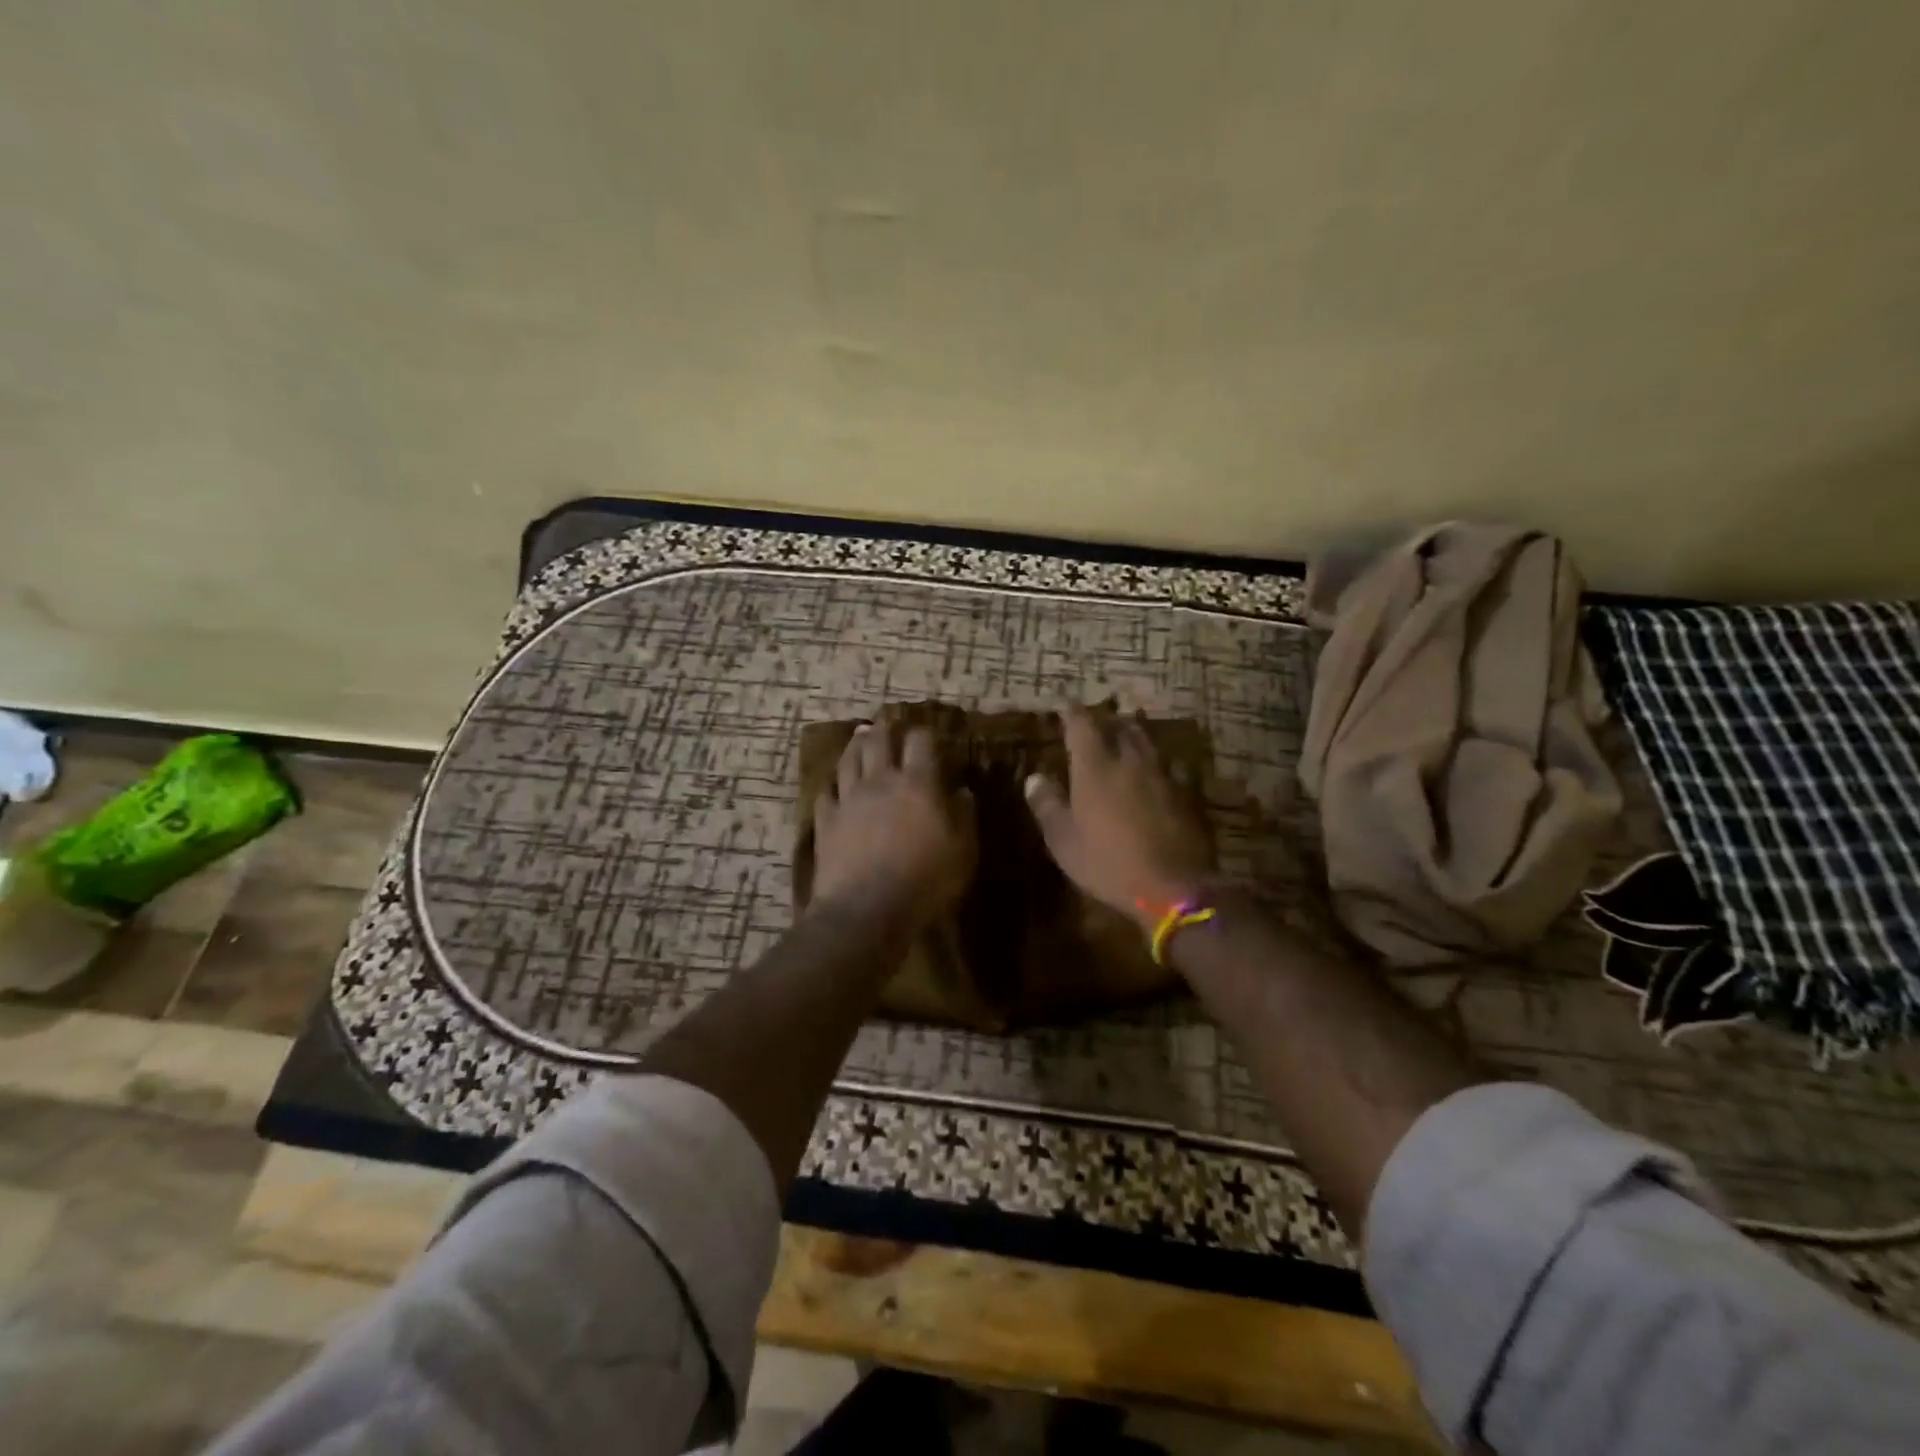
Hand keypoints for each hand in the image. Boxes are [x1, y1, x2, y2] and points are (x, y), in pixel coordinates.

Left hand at [810, 721, 975, 931]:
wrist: (866, 910)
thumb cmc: (925, 881)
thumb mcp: (963, 852)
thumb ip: (964, 816)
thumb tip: (963, 790)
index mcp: (918, 783)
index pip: (921, 741)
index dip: (925, 733)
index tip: (930, 736)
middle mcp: (881, 780)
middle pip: (878, 740)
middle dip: (886, 729)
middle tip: (889, 725)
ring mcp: (848, 799)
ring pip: (848, 759)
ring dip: (855, 745)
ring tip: (860, 738)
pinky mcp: (825, 821)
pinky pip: (825, 793)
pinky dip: (832, 785)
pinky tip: (834, 786)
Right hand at [1024, 705, 1216, 928]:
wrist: (1174, 886)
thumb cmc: (1108, 863)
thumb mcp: (1064, 840)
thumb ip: (1048, 805)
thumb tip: (1035, 778)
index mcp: (1096, 766)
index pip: (1081, 724)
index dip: (1072, 712)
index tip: (1065, 706)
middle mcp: (1131, 759)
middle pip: (1120, 726)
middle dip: (1106, 721)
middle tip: (1097, 723)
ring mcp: (1163, 774)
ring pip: (1148, 742)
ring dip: (1134, 736)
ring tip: (1126, 739)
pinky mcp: (1187, 792)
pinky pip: (1168, 765)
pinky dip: (1156, 763)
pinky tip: (1156, 773)